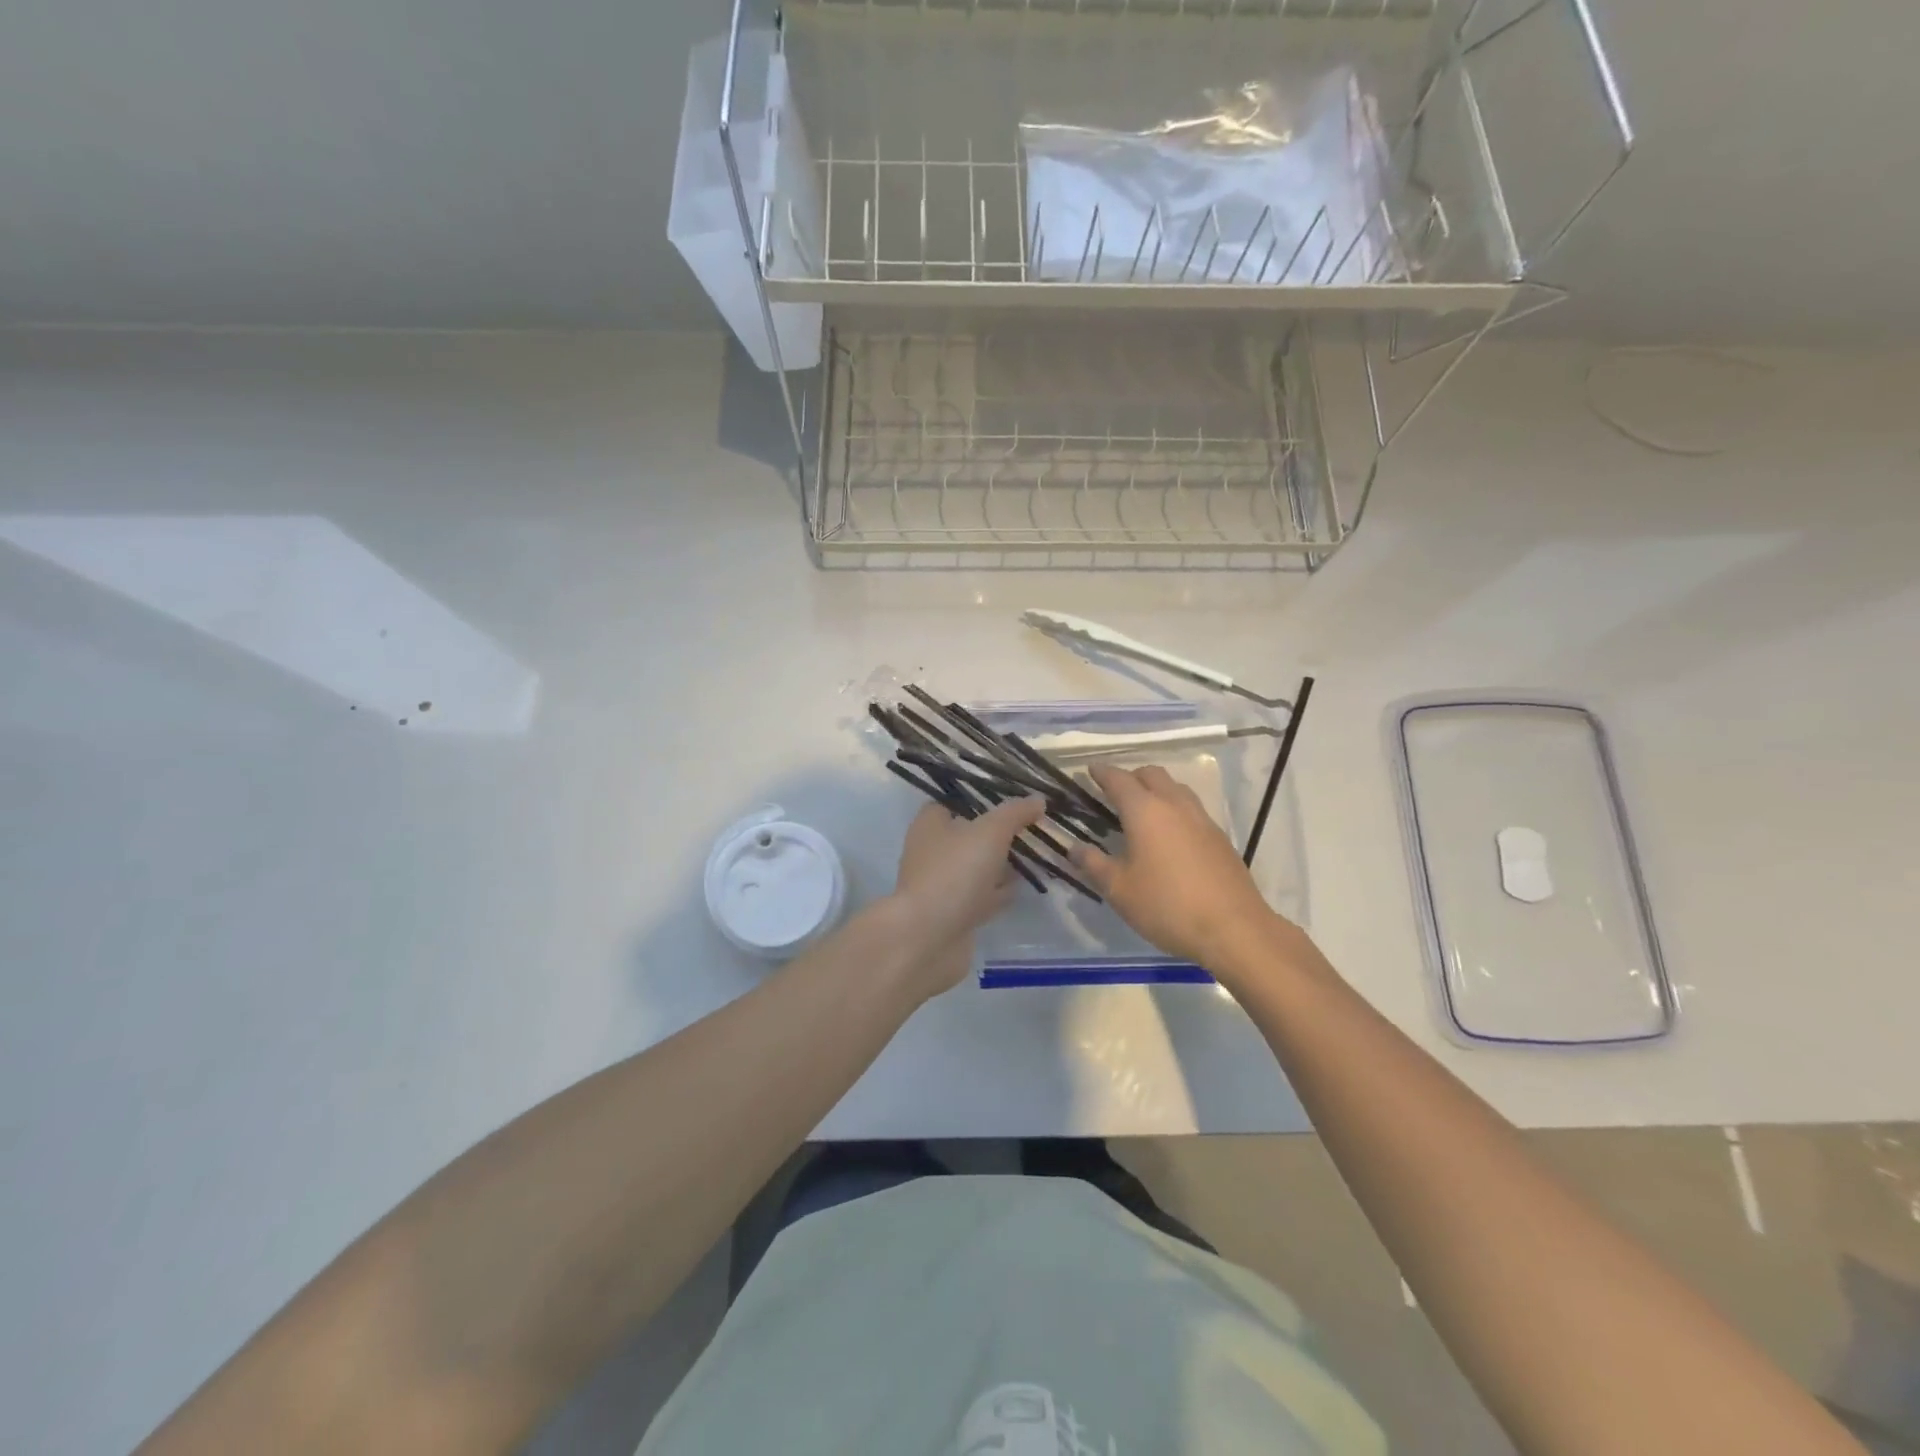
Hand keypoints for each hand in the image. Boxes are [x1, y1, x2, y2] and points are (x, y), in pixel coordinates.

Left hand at [889, 797, 1046, 997]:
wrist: (929, 938)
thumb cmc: (955, 872)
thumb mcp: (990, 832)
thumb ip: (1014, 813)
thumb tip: (1037, 800)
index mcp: (930, 825)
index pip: (954, 802)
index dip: (981, 799)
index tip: (1012, 800)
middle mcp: (931, 852)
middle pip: (969, 836)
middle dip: (998, 834)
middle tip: (1032, 829)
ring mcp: (941, 885)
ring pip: (976, 868)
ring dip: (1001, 865)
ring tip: (1035, 857)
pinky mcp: (953, 914)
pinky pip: (980, 896)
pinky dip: (999, 893)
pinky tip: (1021, 889)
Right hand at [1071, 764, 1297, 973]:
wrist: (1233, 929)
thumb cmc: (1167, 906)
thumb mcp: (1119, 890)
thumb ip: (1093, 864)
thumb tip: (1073, 848)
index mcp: (1145, 811)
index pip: (1119, 779)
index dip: (1101, 773)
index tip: (1089, 771)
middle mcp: (1175, 805)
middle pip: (1151, 774)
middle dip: (1130, 776)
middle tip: (1113, 792)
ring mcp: (1202, 819)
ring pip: (1176, 788)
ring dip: (1156, 790)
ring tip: (1141, 811)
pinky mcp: (1219, 837)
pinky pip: (1191, 809)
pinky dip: (1174, 809)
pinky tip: (1168, 835)